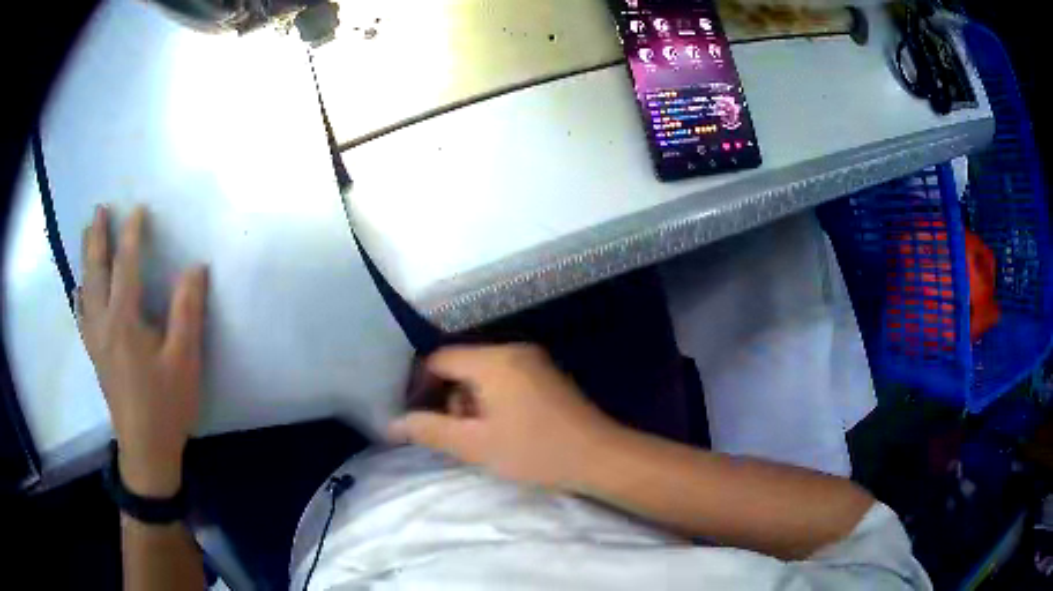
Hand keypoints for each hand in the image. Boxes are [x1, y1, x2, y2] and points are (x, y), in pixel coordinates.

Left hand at [79, 205, 207, 496]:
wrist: (145, 450)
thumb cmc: (166, 405)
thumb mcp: (185, 360)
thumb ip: (188, 311)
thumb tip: (195, 267)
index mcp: (124, 321)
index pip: (126, 266)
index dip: (132, 235)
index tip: (138, 210)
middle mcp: (103, 323)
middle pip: (96, 271)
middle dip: (97, 238)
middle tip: (99, 210)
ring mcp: (95, 340)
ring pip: (85, 290)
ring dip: (86, 259)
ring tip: (87, 236)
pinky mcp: (95, 355)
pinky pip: (82, 314)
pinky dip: (81, 293)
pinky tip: (80, 289)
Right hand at [388, 344, 621, 489]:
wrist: (600, 457)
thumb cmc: (535, 450)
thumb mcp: (475, 445)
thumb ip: (429, 431)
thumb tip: (392, 424)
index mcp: (493, 360)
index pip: (439, 359)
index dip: (420, 385)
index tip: (417, 416)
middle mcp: (513, 350)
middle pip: (462, 365)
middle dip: (450, 398)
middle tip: (458, 435)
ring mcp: (534, 361)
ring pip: (484, 374)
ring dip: (472, 402)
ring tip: (483, 438)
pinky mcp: (547, 376)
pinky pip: (506, 379)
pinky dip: (494, 400)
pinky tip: (504, 430)